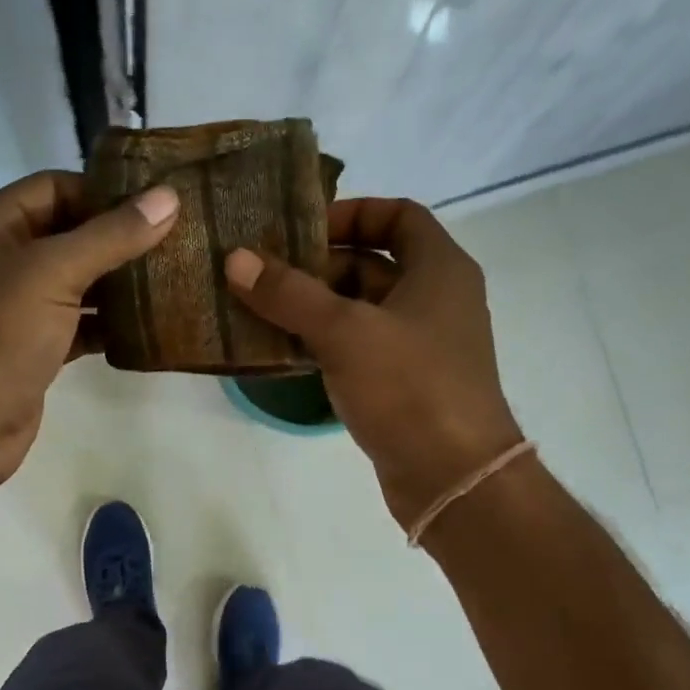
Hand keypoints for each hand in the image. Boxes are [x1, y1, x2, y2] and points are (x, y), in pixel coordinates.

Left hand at [0, 170, 179, 494]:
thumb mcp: (53, 274)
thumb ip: (111, 236)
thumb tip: (168, 198)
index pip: (52, 188)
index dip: (103, 193)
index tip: (156, 206)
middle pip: (66, 234)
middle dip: (117, 239)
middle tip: (174, 242)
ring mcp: (13, 308)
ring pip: (74, 281)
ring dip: (117, 282)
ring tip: (170, 280)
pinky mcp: (32, 347)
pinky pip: (76, 322)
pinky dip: (107, 322)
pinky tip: (146, 326)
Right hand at [224, 198, 522, 530]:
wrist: (453, 477)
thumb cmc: (409, 387)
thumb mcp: (344, 332)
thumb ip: (289, 294)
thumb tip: (236, 259)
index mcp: (439, 269)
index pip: (398, 215)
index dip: (351, 212)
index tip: (301, 229)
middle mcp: (435, 300)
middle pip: (372, 264)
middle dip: (317, 267)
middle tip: (263, 276)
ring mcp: (420, 346)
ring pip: (360, 311)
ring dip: (314, 309)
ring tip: (259, 310)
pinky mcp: (404, 385)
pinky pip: (358, 349)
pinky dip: (324, 344)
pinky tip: (282, 352)